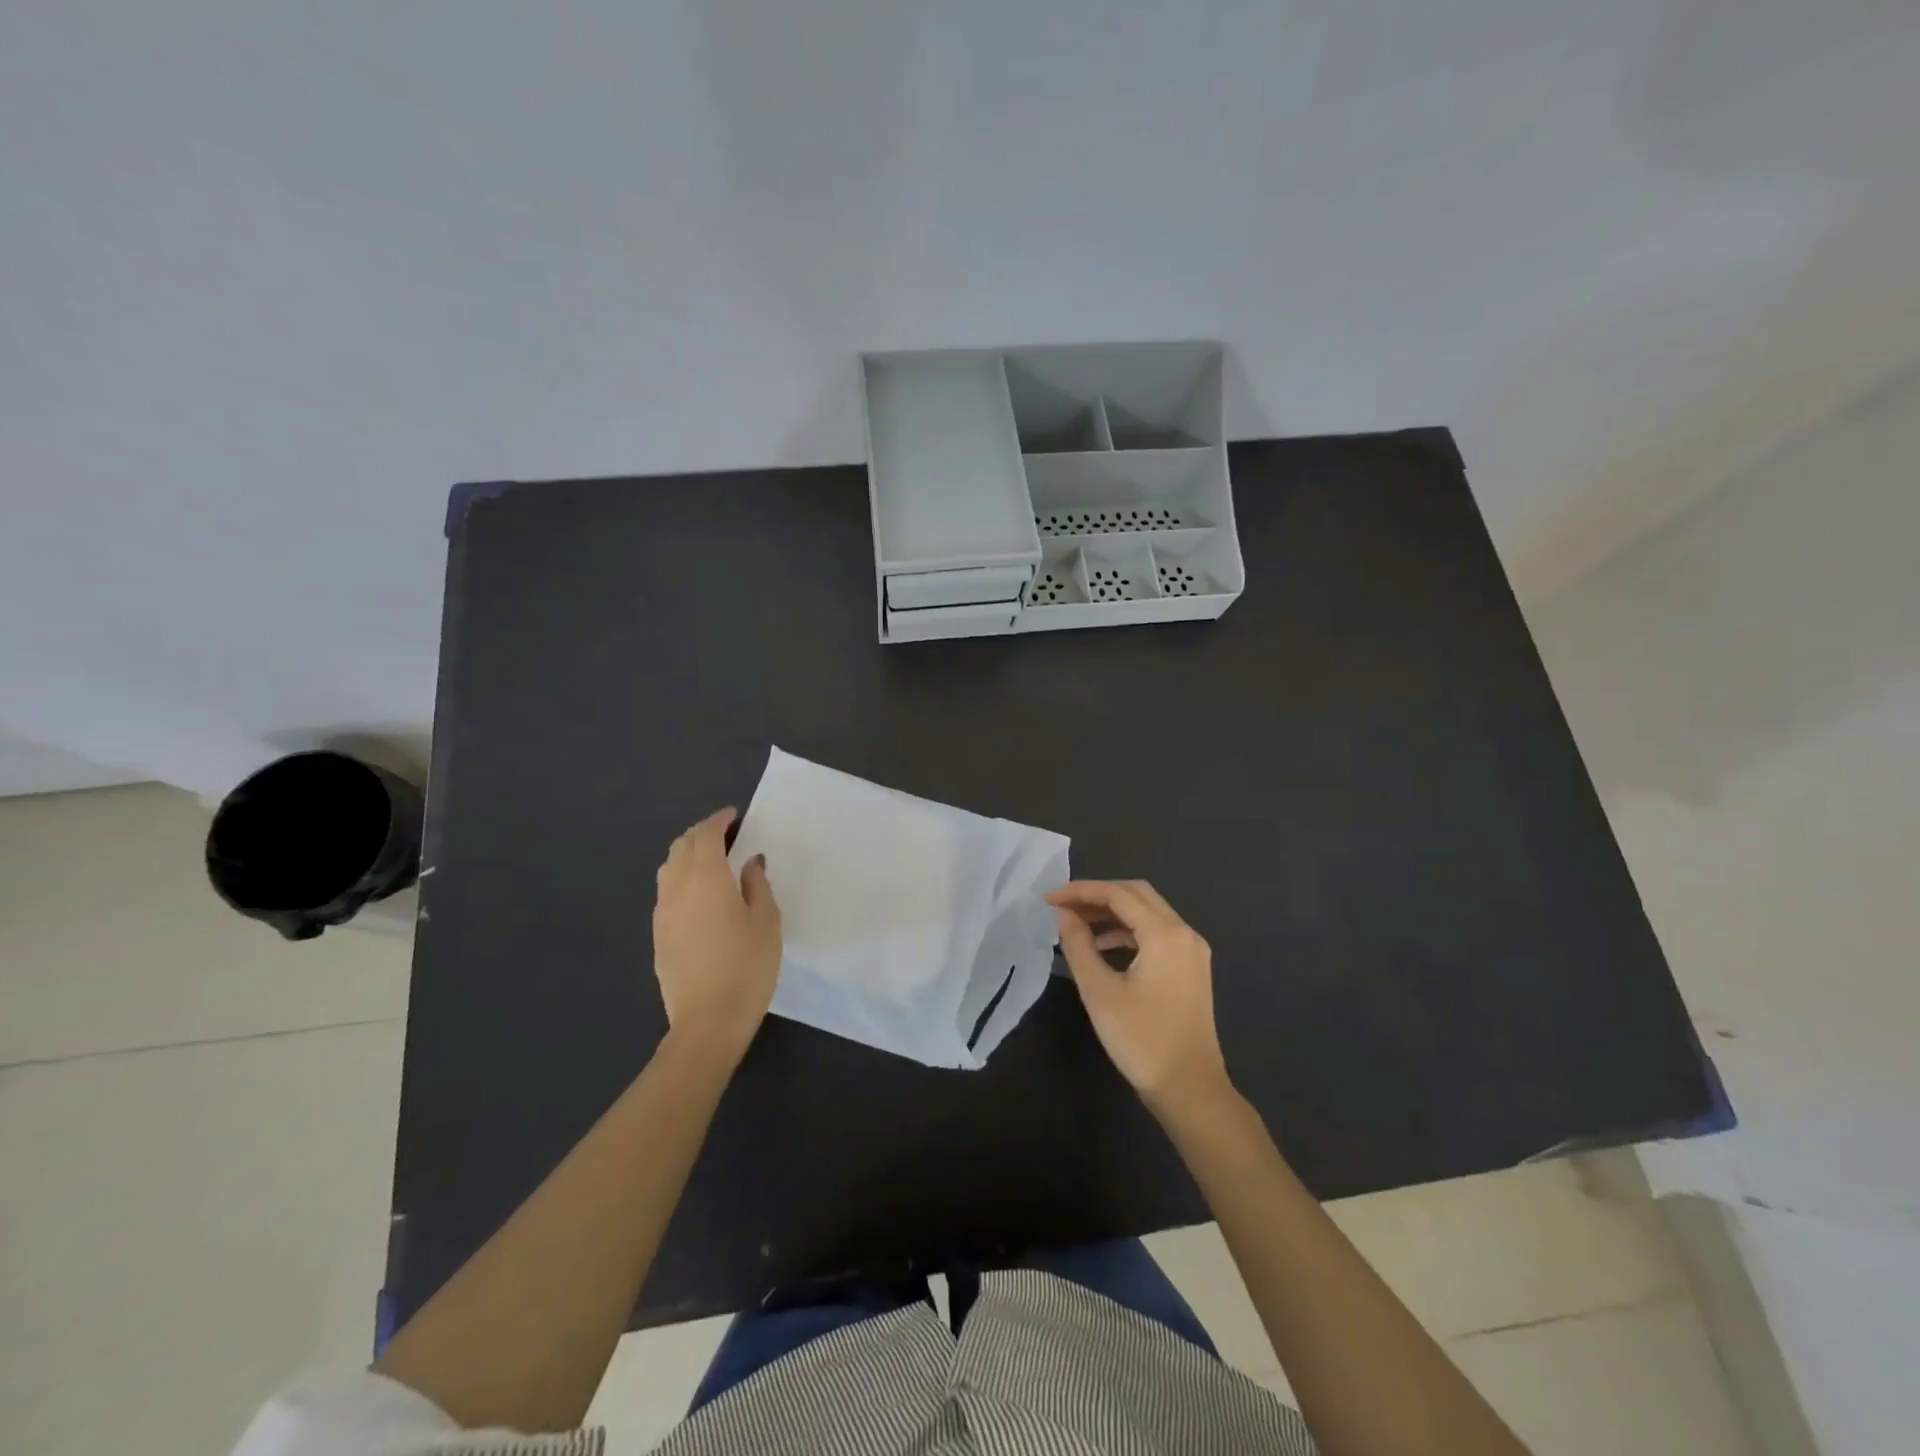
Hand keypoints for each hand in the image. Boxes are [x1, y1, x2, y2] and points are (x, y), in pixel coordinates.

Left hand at [652, 808, 781, 1059]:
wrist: (708, 1021)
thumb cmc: (747, 965)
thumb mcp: (766, 920)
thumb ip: (757, 884)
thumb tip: (749, 862)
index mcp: (705, 877)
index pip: (706, 834)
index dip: (720, 820)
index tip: (735, 816)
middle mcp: (677, 887)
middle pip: (681, 846)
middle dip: (702, 833)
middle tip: (727, 835)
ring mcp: (662, 912)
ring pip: (669, 868)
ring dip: (688, 854)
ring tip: (712, 860)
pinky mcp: (658, 934)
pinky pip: (666, 891)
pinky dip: (681, 878)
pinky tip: (700, 893)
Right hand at [1047, 879, 1230, 1115]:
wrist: (1190, 1090)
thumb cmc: (1142, 1040)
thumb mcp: (1100, 992)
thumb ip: (1078, 945)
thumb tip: (1063, 914)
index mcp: (1165, 934)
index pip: (1118, 894)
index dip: (1080, 891)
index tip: (1048, 899)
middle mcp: (1184, 933)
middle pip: (1137, 894)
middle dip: (1097, 895)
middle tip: (1062, 907)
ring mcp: (1191, 951)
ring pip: (1148, 913)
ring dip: (1112, 913)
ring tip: (1076, 925)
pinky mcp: (1190, 968)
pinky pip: (1156, 934)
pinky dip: (1127, 932)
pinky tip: (1102, 948)